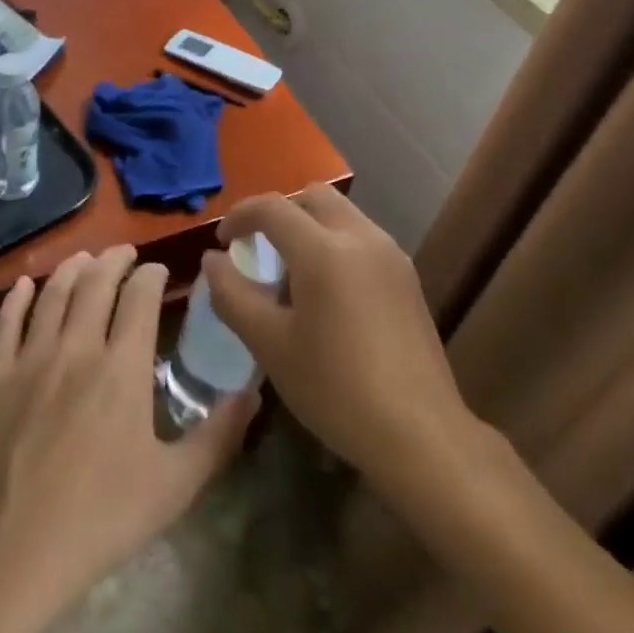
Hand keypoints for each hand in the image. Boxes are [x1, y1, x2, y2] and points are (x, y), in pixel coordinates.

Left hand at [0, 246, 257, 632]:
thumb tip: (254, 391)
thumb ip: (219, 435)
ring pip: (53, 294)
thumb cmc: (101, 519)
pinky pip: (6, 322)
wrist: (13, 554)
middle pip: (96, 283)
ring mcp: (31, 358)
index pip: (140, 297)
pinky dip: (17, 297)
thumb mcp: (176, 485)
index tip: (159, 270)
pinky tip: (24, 284)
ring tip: (84, 258)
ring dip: (72, 269)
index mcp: (122, 367)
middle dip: (114, 260)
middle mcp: (77, 348)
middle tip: (125, 253)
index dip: (151, 275)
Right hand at [203, 185, 468, 494]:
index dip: (240, 216)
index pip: (273, 207)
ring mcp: (391, 254)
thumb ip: (233, 295)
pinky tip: (327, 293)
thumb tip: (212, 260)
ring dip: (310, 227)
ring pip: (341, 215)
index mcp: (324, 250)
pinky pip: (361, 238)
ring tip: (291, 274)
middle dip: (280, 213)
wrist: (421, 435)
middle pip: (313, 197)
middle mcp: (361, 237)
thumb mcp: (270, 346)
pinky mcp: (407, 276)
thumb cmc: (336, 390)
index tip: (223, 241)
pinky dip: (335, 244)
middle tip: (258, 249)